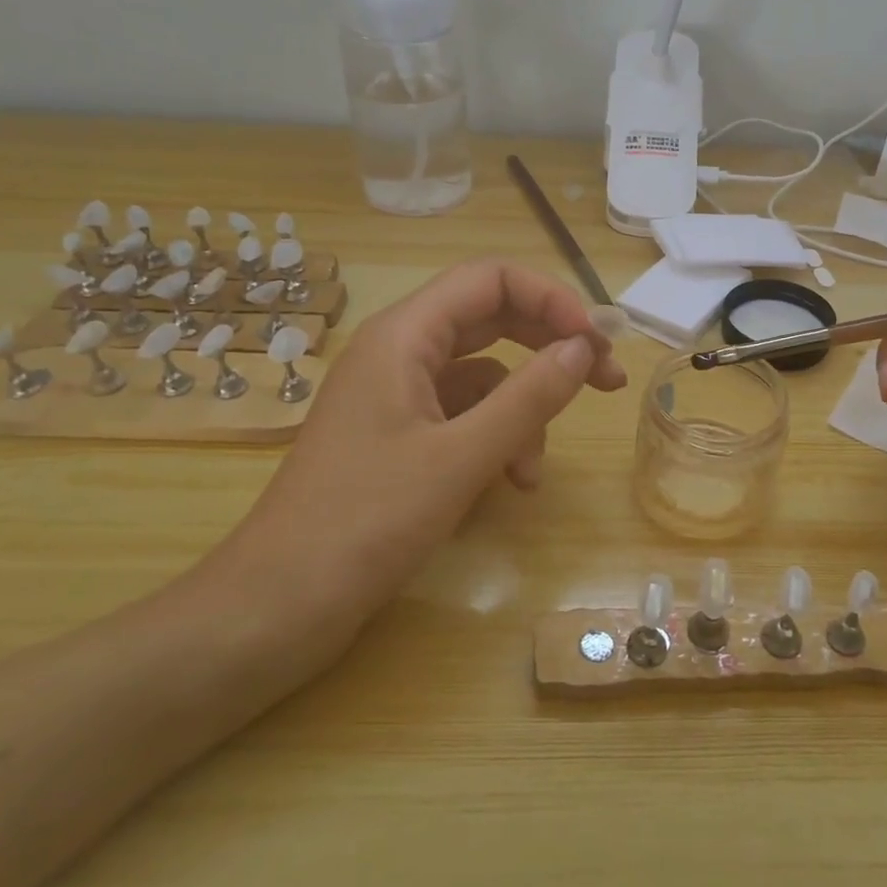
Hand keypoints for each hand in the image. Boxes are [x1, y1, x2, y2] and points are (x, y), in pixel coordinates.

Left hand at [207, 259, 627, 646]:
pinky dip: (495, 441)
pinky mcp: (398, 437)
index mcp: (404, 336)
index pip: (490, 280)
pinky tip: (508, 485)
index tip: (596, 342)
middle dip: (550, 348)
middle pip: (491, 321)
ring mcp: (397, 396)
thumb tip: (584, 347)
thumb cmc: (366, 522)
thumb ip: (529, 397)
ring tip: (532, 474)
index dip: (551, 300)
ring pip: (483, 378)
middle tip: (606, 381)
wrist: (280, 606)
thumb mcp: (462, 458)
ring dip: (521, 413)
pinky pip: (464, 417)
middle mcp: (399, 352)